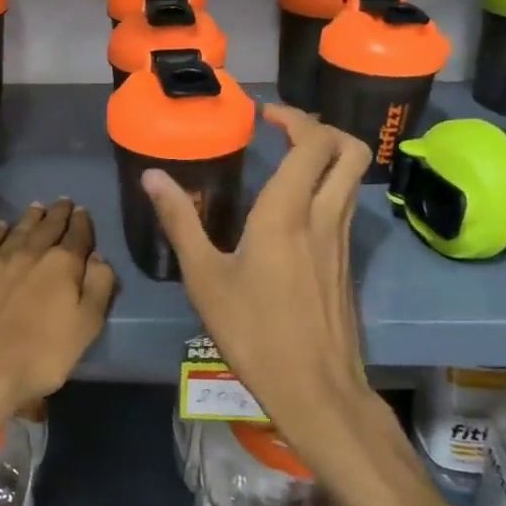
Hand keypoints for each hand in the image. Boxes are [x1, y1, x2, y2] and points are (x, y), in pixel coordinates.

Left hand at [0, 200, 116, 427]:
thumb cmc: (41, 355)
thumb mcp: (86, 327)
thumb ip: (98, 288)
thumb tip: (99, 258)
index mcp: (63, 265)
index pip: (77, 236)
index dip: (82, 223)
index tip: (83, 211)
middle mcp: (31, 253)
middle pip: (48, 227)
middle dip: (58, 213)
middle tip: (63, 201)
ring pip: (18, 230)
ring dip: (30, 217)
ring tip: (37, 207)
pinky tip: (0, 226)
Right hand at [143, 105, 373, 443]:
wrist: (315, 390)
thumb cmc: (254, 332)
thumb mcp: (205, 278)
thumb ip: (180, 221)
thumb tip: (152, 176)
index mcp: (288, 213)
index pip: (313, 142)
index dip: (294, 117)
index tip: (264, 115)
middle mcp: (324, 217)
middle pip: (350, 150)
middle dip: (322, 128)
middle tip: (285, 131)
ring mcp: (342, 241)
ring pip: (352, 179)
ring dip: (328, 157)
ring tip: (287, 162)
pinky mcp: (347, 263)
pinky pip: (346, 206)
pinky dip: (328, 188)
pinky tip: (294, 210)